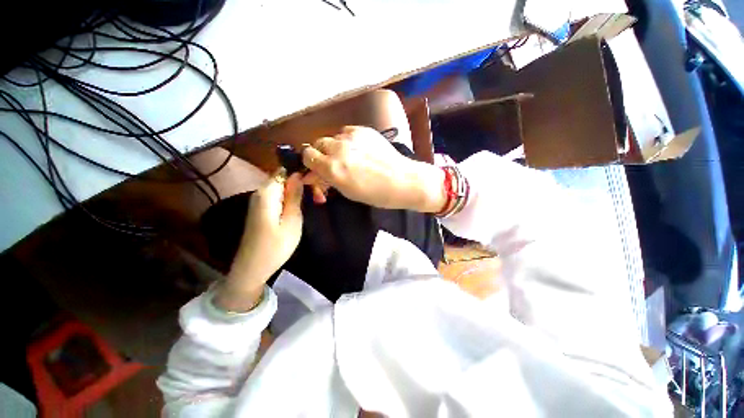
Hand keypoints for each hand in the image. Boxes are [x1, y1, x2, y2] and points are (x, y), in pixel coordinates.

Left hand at [215, 169, 303, 311]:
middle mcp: (261, 192)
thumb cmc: (276, 246)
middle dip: (302, 183)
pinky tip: (301, 206)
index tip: (317, 182)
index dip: (302, 173)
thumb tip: (298, 174)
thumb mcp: (292, 221)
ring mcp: (259, 201)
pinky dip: (291, 198)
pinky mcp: (261, 209)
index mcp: (267, 193)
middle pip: (284, 178)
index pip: (285, 170)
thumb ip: (294, 196)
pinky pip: (278, 196)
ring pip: (282, 187)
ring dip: (299, 191)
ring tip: (316, 199)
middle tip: (320, 196)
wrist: (253, 268)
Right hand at [301, 126, 446, 211]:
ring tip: (350, 156)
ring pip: (333, 137)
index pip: (307, 156)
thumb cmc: (375, 194)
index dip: (311, 163)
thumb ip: (327, 179)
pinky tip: (359, 149)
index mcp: (332, 168)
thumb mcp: (347, 191)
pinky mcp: (364, 130)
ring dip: (335, 146)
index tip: (317, 168)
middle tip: (333, 163)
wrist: (402, 180)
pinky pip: (347, 132)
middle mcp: (338, 149)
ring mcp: (352, 137)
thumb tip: (312, 173)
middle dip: (321, 153)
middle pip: (317, 143)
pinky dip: (348, 140)